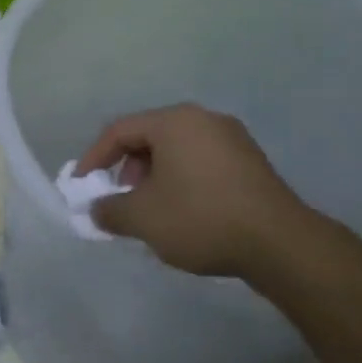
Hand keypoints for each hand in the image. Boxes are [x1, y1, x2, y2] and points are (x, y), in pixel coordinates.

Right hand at [73, 103, 314, 282]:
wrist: (280, 243)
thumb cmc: (200, 218)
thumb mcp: (143, 218)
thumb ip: (109, 210)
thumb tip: (96, 210)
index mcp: (174, 121)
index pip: (120, 130)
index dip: (94, 158)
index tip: (82, 186)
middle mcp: (204, 119)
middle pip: (150, 136)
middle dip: (127, 168)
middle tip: (121, 199)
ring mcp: (232, 138)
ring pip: (177, 150)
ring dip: (154, 176)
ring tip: (151, 210)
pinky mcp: (251, 162)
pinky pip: (202, 162)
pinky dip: (182, 180)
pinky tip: (184, 212)